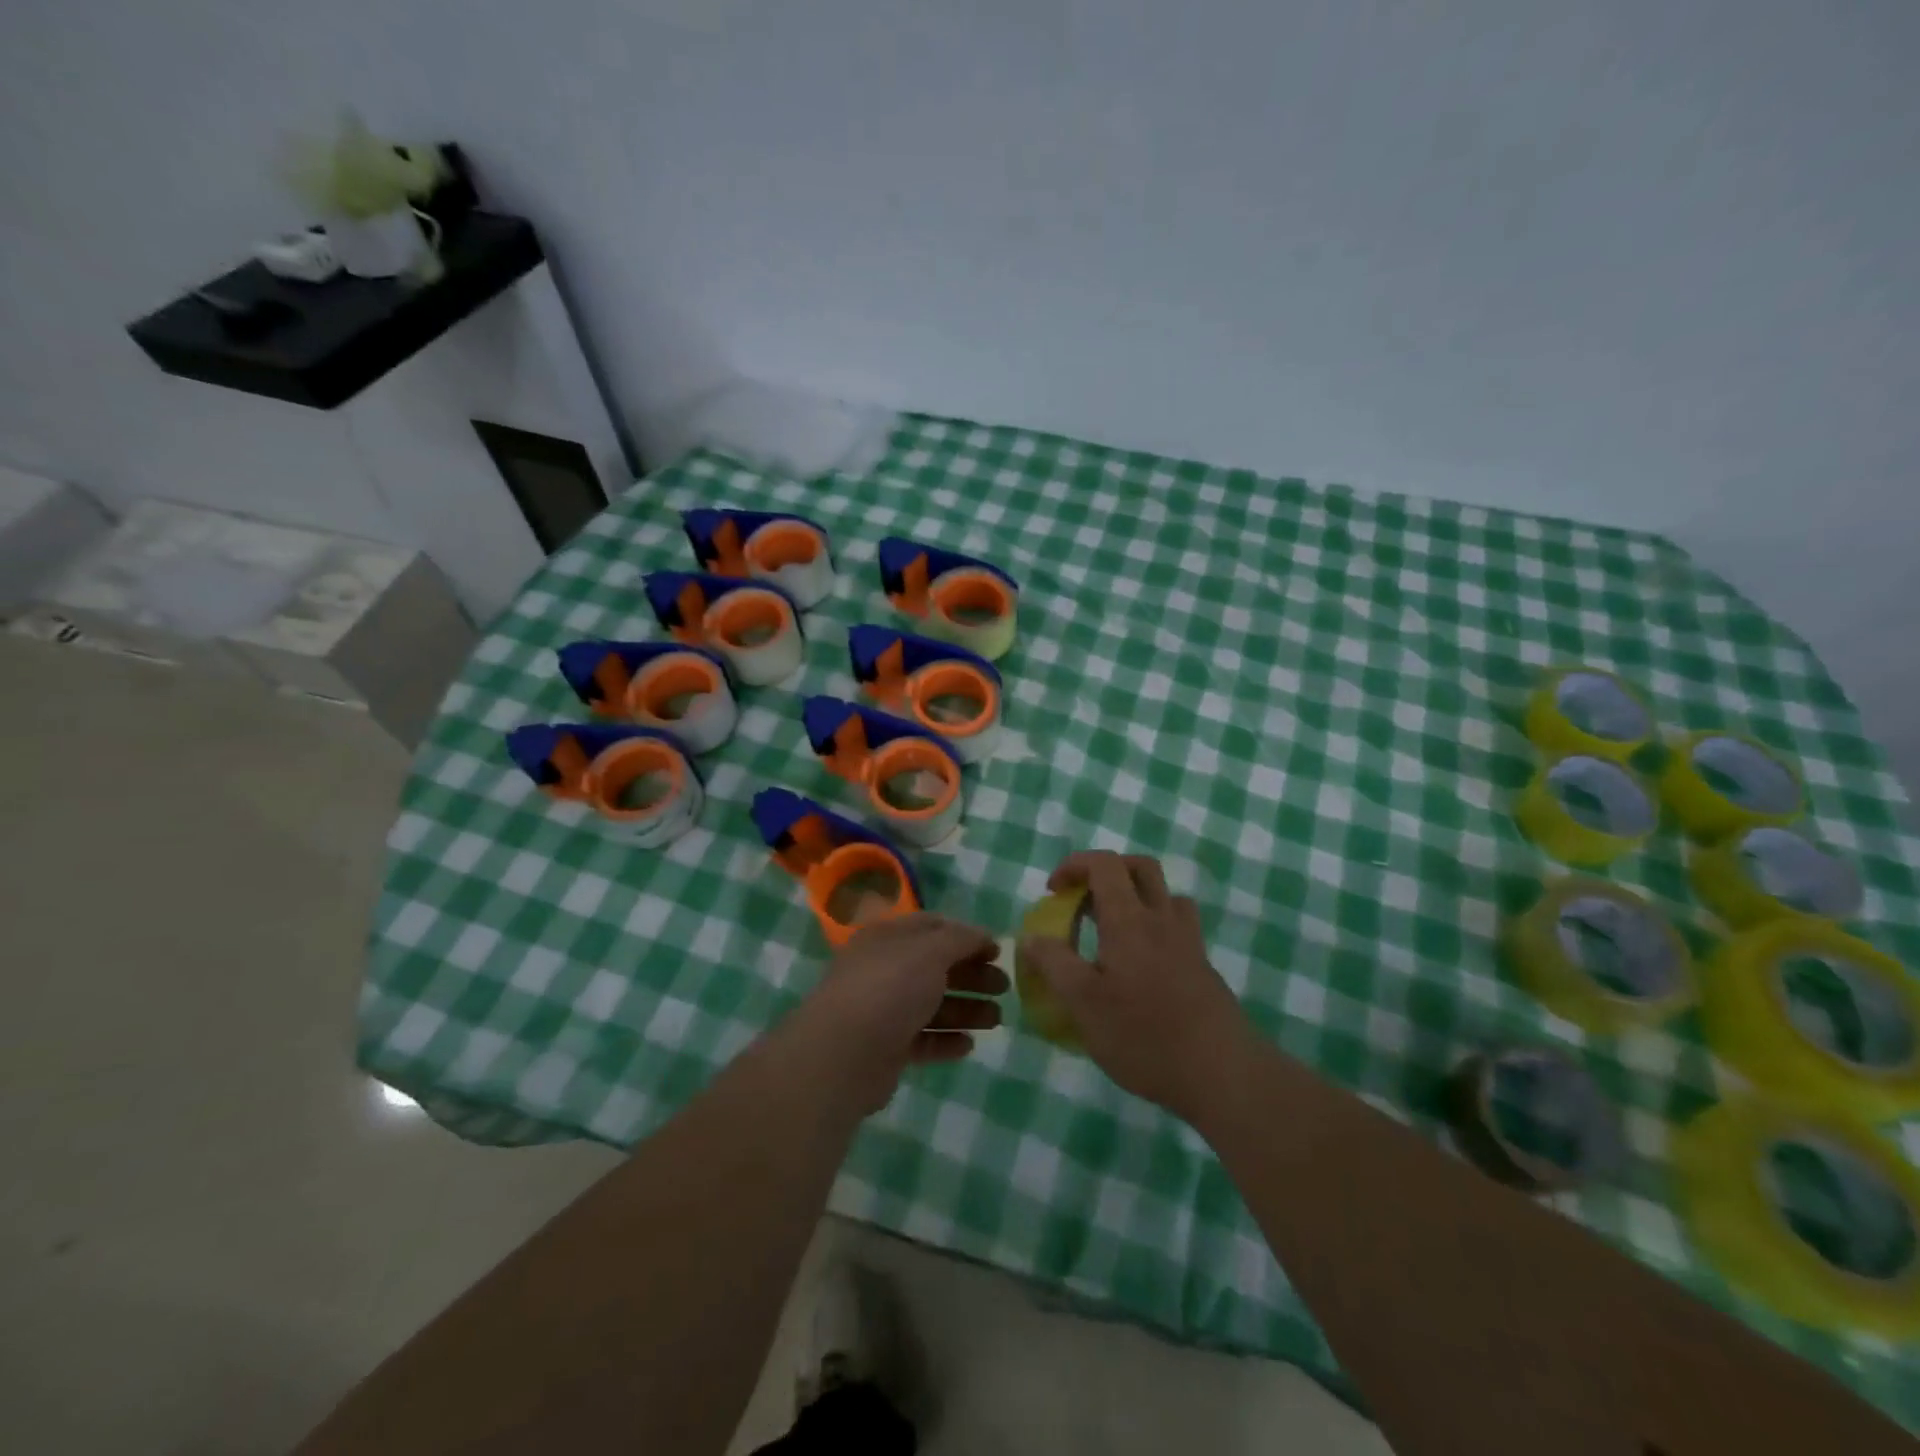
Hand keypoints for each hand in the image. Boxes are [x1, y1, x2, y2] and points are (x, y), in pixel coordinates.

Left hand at [798, 913, 1007, 1108]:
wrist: (844, 1053)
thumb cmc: (890, 988)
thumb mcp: (930, 951)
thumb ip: (960, 939)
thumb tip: (982, 936)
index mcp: (889, 937)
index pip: (932, 927)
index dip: (967, 935)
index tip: (997, 951)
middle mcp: (884, 969)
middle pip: (935, 967)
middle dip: (972, 975)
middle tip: (1004, 988)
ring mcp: (883, 1010)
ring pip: (931, 1005)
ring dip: (966, 1010)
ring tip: (996, 1020)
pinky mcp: (885, 1048)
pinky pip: (922, 1040)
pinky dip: (946, 1041)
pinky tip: (968, 1045)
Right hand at [1019, 852, 1253, 1120]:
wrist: (1222, 1074)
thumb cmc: (1143, 1035)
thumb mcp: (1083, 1004)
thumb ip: (1053, 964)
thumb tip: (1029, 936)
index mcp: (1129, 920)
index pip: (1104, 864)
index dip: (1075, 865)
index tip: (1053, 892)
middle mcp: (1162, 920)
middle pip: (1140, 868)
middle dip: (1107, 871)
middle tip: (1083, 901)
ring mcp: (1189, 943)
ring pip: (1165, 896)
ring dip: (1136, 897)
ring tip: (1112, 929)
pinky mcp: (1203, 968)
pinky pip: (1178, 927)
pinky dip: (1155, 927)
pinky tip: (1141, 965)